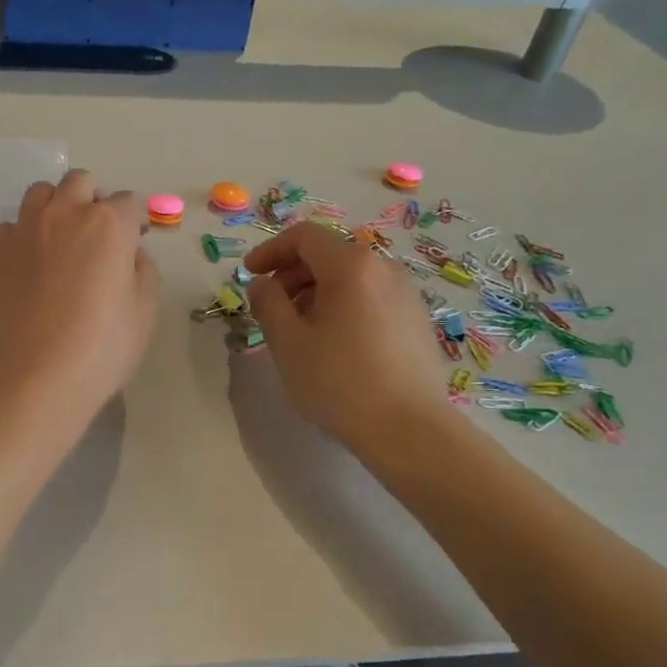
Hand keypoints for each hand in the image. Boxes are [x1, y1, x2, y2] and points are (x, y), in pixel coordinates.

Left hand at [0, 169, 158, 428]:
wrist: (30, 381)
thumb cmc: (99, 352)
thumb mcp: (143, 314)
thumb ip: (142, 270)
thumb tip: (129, 253)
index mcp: (108, 225)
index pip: (129, 203)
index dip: (135, 222)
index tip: (135, 241)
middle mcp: (64, 214)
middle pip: (81, 183)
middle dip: (94, 200)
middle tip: (97, 236)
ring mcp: (22, 229)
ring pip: (40, 194)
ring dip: (56, 207)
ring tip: (58, 241)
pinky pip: (9, 226)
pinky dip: (22, 236)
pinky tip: (26, 266)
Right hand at [244, 222, 457, 457]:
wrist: (410, 430)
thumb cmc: (340, 382)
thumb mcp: (288, 343)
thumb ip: (267, 303)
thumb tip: (262, 284)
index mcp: (351, 266)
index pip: (304, 236)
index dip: (271, 250)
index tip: (250, 274)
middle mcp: (384, 269)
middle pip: (329, 254)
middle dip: (292, 273)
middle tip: (270, 306)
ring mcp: (406, 294)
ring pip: (351, 278)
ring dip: (316, 292)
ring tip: (299, 329)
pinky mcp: (417, 321)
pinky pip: (371, 298)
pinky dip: (343, 306)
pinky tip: (333, 344)